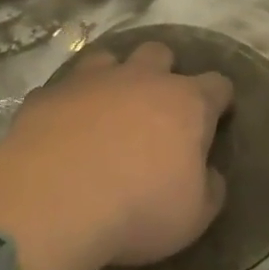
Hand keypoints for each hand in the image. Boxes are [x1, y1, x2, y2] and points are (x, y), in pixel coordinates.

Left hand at [0, 41, 231, 269]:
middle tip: (156, 108)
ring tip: (107, 108)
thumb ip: (209, 188)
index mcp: (187, 103)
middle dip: (163, 72)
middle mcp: (142, 78)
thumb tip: (208, 174)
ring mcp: (91, 80)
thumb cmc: (138, 209)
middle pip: (160, 53)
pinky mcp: (48, 94)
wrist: (53, 202)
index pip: (218, 85)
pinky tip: (62, 129)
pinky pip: (62, 89)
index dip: (220, 100)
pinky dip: (68, 104)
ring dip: (113, 77)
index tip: (218, 117)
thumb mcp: (195, 216)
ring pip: (109, 58)